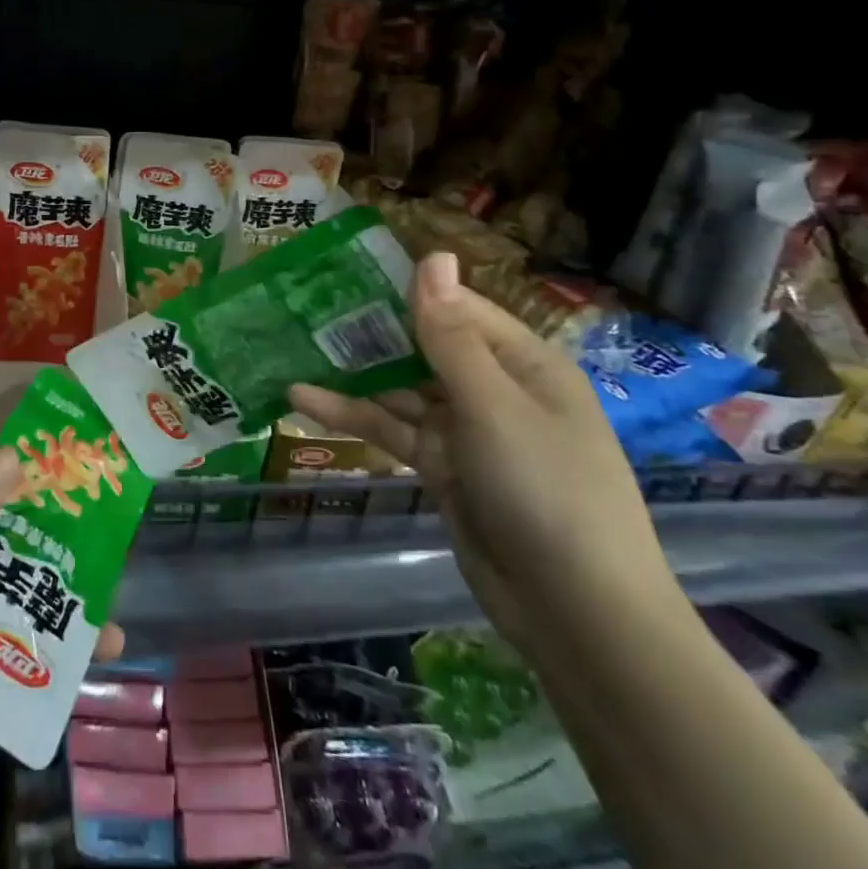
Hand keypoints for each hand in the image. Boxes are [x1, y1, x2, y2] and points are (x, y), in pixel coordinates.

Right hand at [289, 252, 679, 649]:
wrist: (576, 612)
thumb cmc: (546, 489)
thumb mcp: (493, 406)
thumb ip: (450, 336)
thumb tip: (434, 255)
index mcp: (523, 362)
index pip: (455, 308)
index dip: (403, 290)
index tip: (343, 273)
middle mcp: (494, 388)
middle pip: (423, 347)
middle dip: (369, 332)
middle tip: (303, 309)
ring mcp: (467, 431)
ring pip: (400, 390)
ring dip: (352, 376)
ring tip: (291, 350)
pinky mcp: (443, 467)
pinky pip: (394, 431)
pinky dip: (354, 416)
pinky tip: (304, 400)